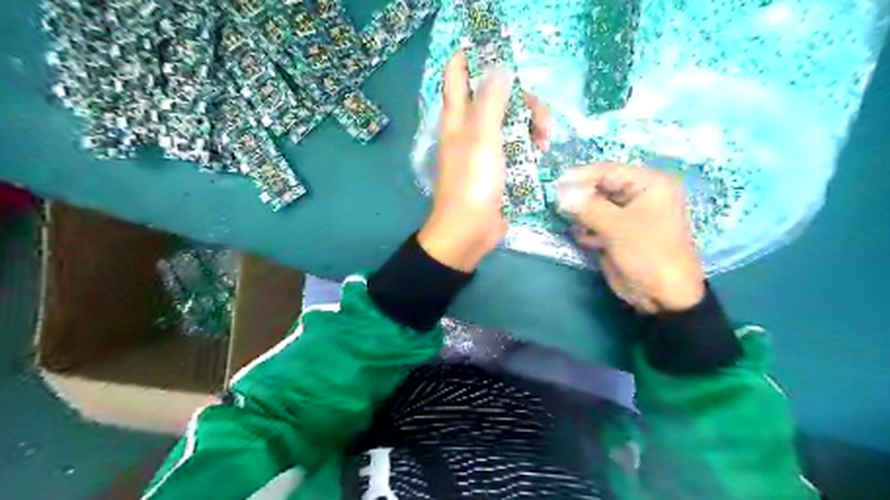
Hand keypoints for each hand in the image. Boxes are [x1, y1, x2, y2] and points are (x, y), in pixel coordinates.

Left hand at [417, 51, 549, 270]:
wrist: (470, 230)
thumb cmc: (472, 183)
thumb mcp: (481, 137)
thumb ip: (490, 100)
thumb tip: (499, 67)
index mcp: (458, 116)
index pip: (459, 74)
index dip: (474, 57)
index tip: (503, 56)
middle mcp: (470, 128)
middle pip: (498, 96)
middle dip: (523, 100)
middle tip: (539, 118)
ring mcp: (486, 147)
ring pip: (512, 120)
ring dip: (532, 124)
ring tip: (544, 141)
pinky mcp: (500, 166)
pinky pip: (517, 144)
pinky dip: (530, 144)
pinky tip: (541, 153)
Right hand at [558, 165, 705, 312]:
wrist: (664, 296)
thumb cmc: (648, 254)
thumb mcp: (618, 228)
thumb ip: (588, 207)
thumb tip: (560, 192)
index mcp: (649, 185)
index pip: (608, 171)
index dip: (581, 177)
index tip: (555, 184)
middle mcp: (639, 195)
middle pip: (600, 187)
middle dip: (579, 197)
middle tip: (557, 205)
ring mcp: (628, 215)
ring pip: (595, 206)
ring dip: (581, 215)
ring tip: (573, 224)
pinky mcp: (618, 233)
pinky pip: (596, 223)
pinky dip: (587, 229)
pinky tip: (586, 240)